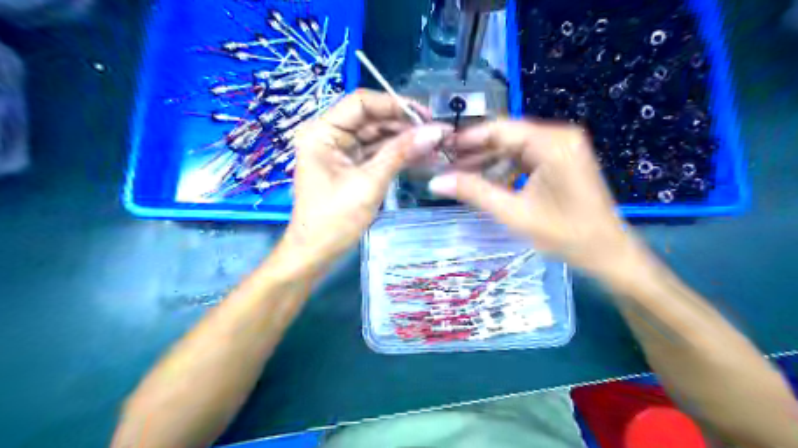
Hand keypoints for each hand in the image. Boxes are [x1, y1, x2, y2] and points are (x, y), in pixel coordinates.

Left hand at [286, 88, 447, 263]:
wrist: (316, 253)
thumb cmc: (334, 219)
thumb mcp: (369, 183)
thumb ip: (401, 153)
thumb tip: (435, 131)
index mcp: (322, 131)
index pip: (361, 102)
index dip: (395, 104)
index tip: (426, 115)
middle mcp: (330, 135)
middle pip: (371, 118)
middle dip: (404, 124)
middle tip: (437, 132)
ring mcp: (341, 151)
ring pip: (377, 136)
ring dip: (405, 140)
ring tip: (435, 144)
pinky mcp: (351, 166)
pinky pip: (377, 153)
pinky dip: (398, 155)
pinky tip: (422, 155)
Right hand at [427, 118, 643, 279]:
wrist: (608, 253)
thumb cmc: (565, 235)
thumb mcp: (514, 213)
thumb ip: (474, 192)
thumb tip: (435, 182)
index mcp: (552, 142)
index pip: (499, 129)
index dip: (467, 139)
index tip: (440, 150)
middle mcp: (559, 136)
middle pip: (507, 137)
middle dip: (476, 152)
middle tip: (446, 166)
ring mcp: (563, 147)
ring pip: (515, 148)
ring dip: (489, 162)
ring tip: (460, 176)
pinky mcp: (563, 160)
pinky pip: (526, 158)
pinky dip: (506, 169)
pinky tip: (487, 182)